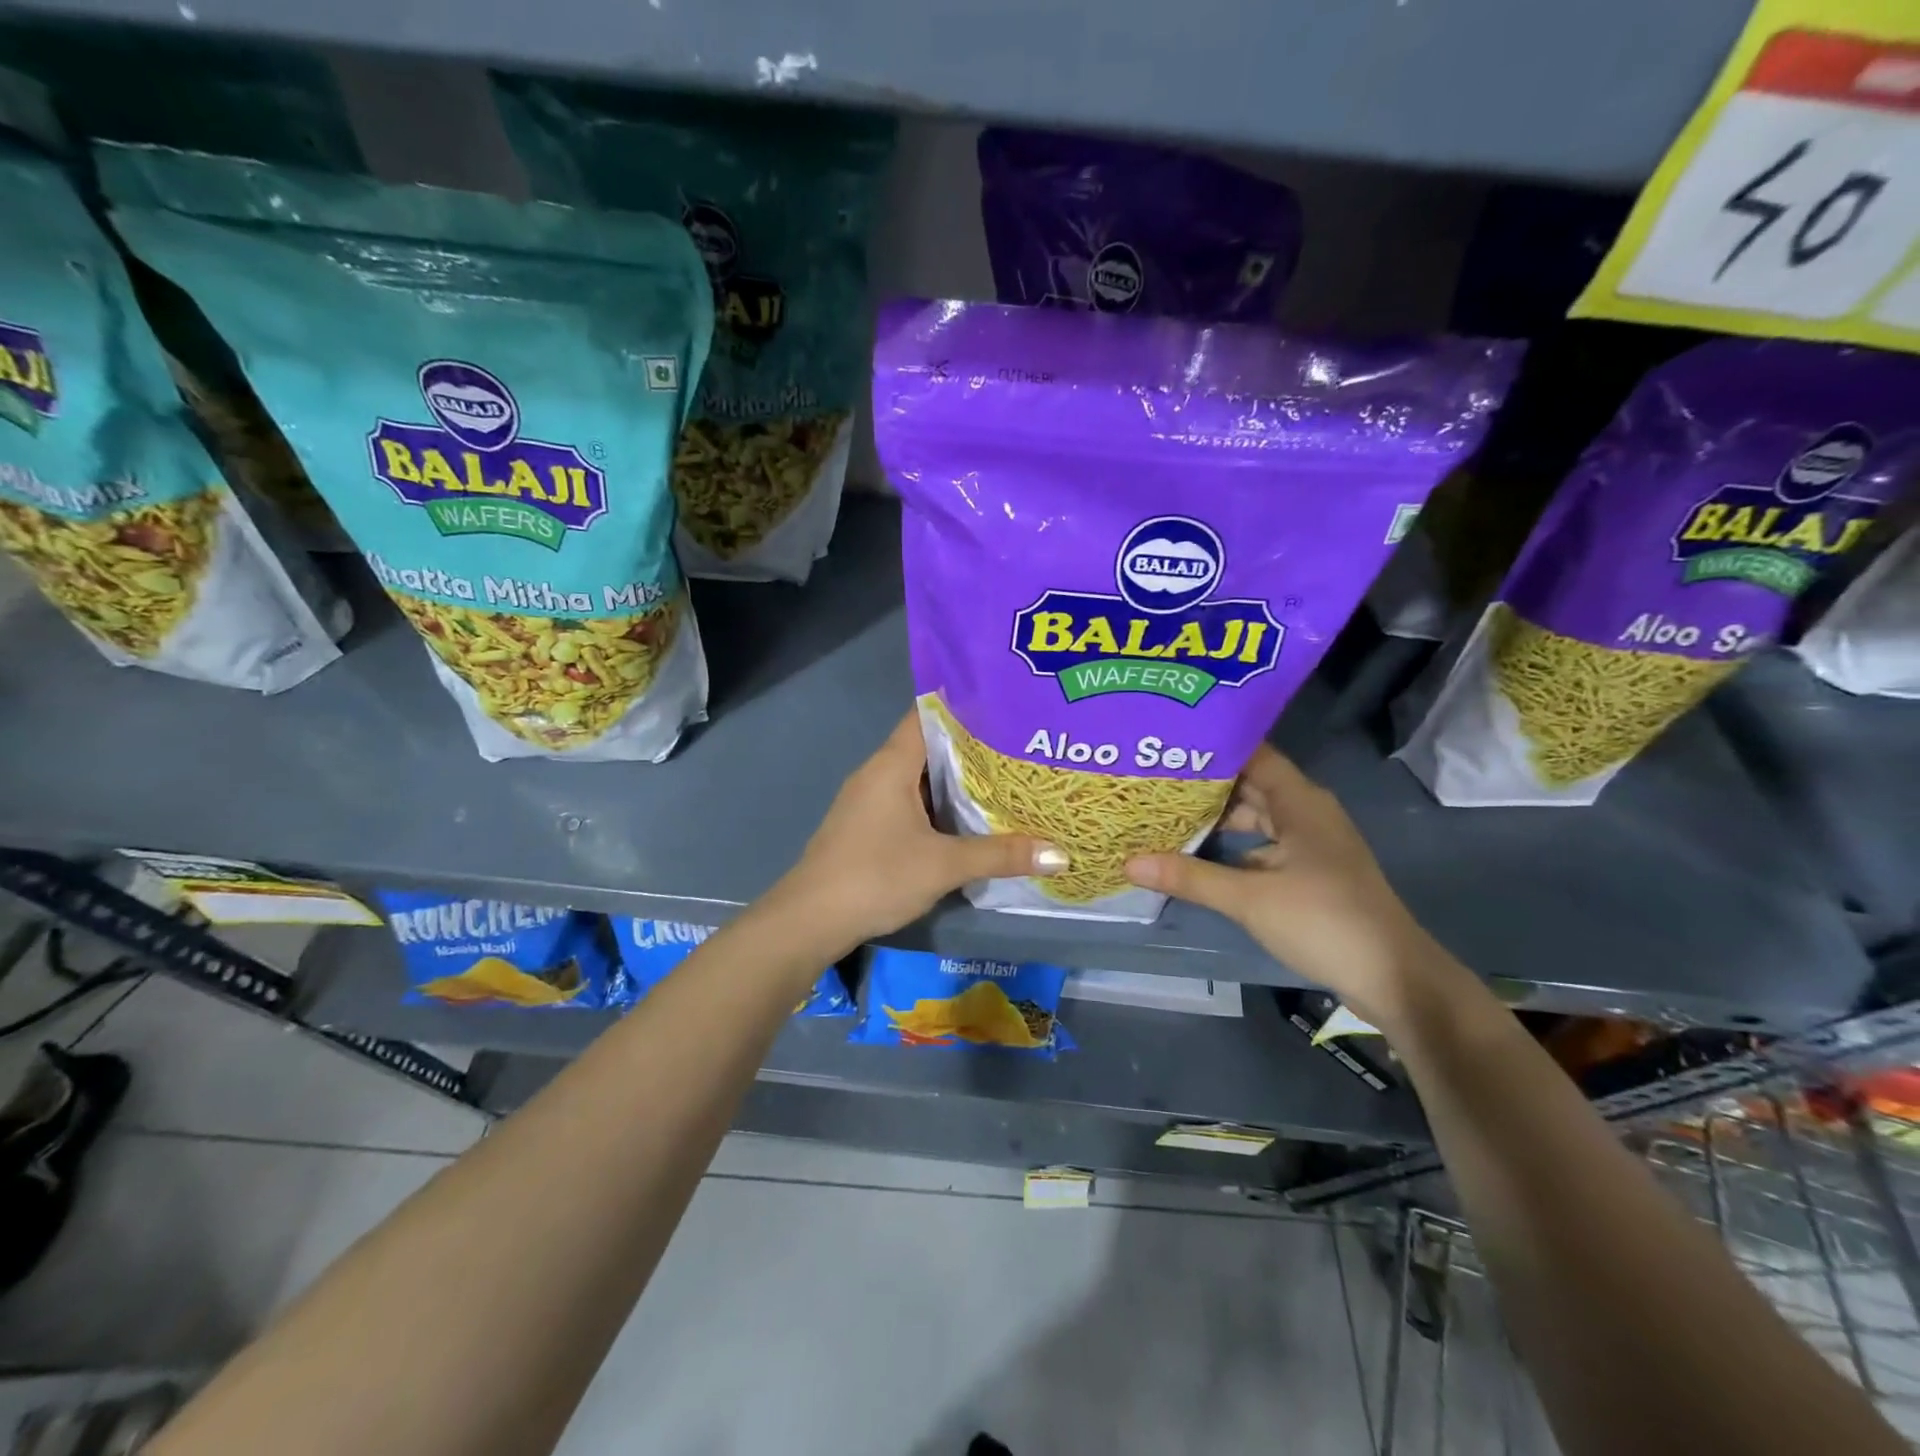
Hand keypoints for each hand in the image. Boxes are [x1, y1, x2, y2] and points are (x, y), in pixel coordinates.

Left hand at [771, 712, 1063, 952]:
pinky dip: (939, 804)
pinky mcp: (868, 825)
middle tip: (1021, 746)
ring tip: (1006, 778)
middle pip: (929, 745)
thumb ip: (1001, 855)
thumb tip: (1060, 855)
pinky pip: (910, 801)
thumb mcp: (944, 865)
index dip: (966, 706)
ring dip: (956, 779)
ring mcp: (869, 800)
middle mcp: (878, 772)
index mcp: (891, 763)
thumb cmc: (876, 876)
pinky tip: (968, 818)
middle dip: (972, 746)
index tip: (1007, 706)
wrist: (810, 920)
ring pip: (919, 777)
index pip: (928, 714)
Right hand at [1125, 745, 1446, 1027]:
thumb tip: (1129, 862)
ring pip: (1254, 818)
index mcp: (1299, 802)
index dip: (1211, 745)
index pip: (1252, 754)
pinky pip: (1261, 845)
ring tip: (1164, 812)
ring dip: (1215, 818)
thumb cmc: (1324, 921)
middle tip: (1152, 777)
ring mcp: (1309, 843)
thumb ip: (1189, 877)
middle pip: (1249, 785)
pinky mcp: (1309, 871)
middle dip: (1203, 783)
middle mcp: (1305, 812)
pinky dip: (1231, 846)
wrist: (1394, 977)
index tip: (1167, 742)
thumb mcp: (1250, 898)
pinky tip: (1196, 854)